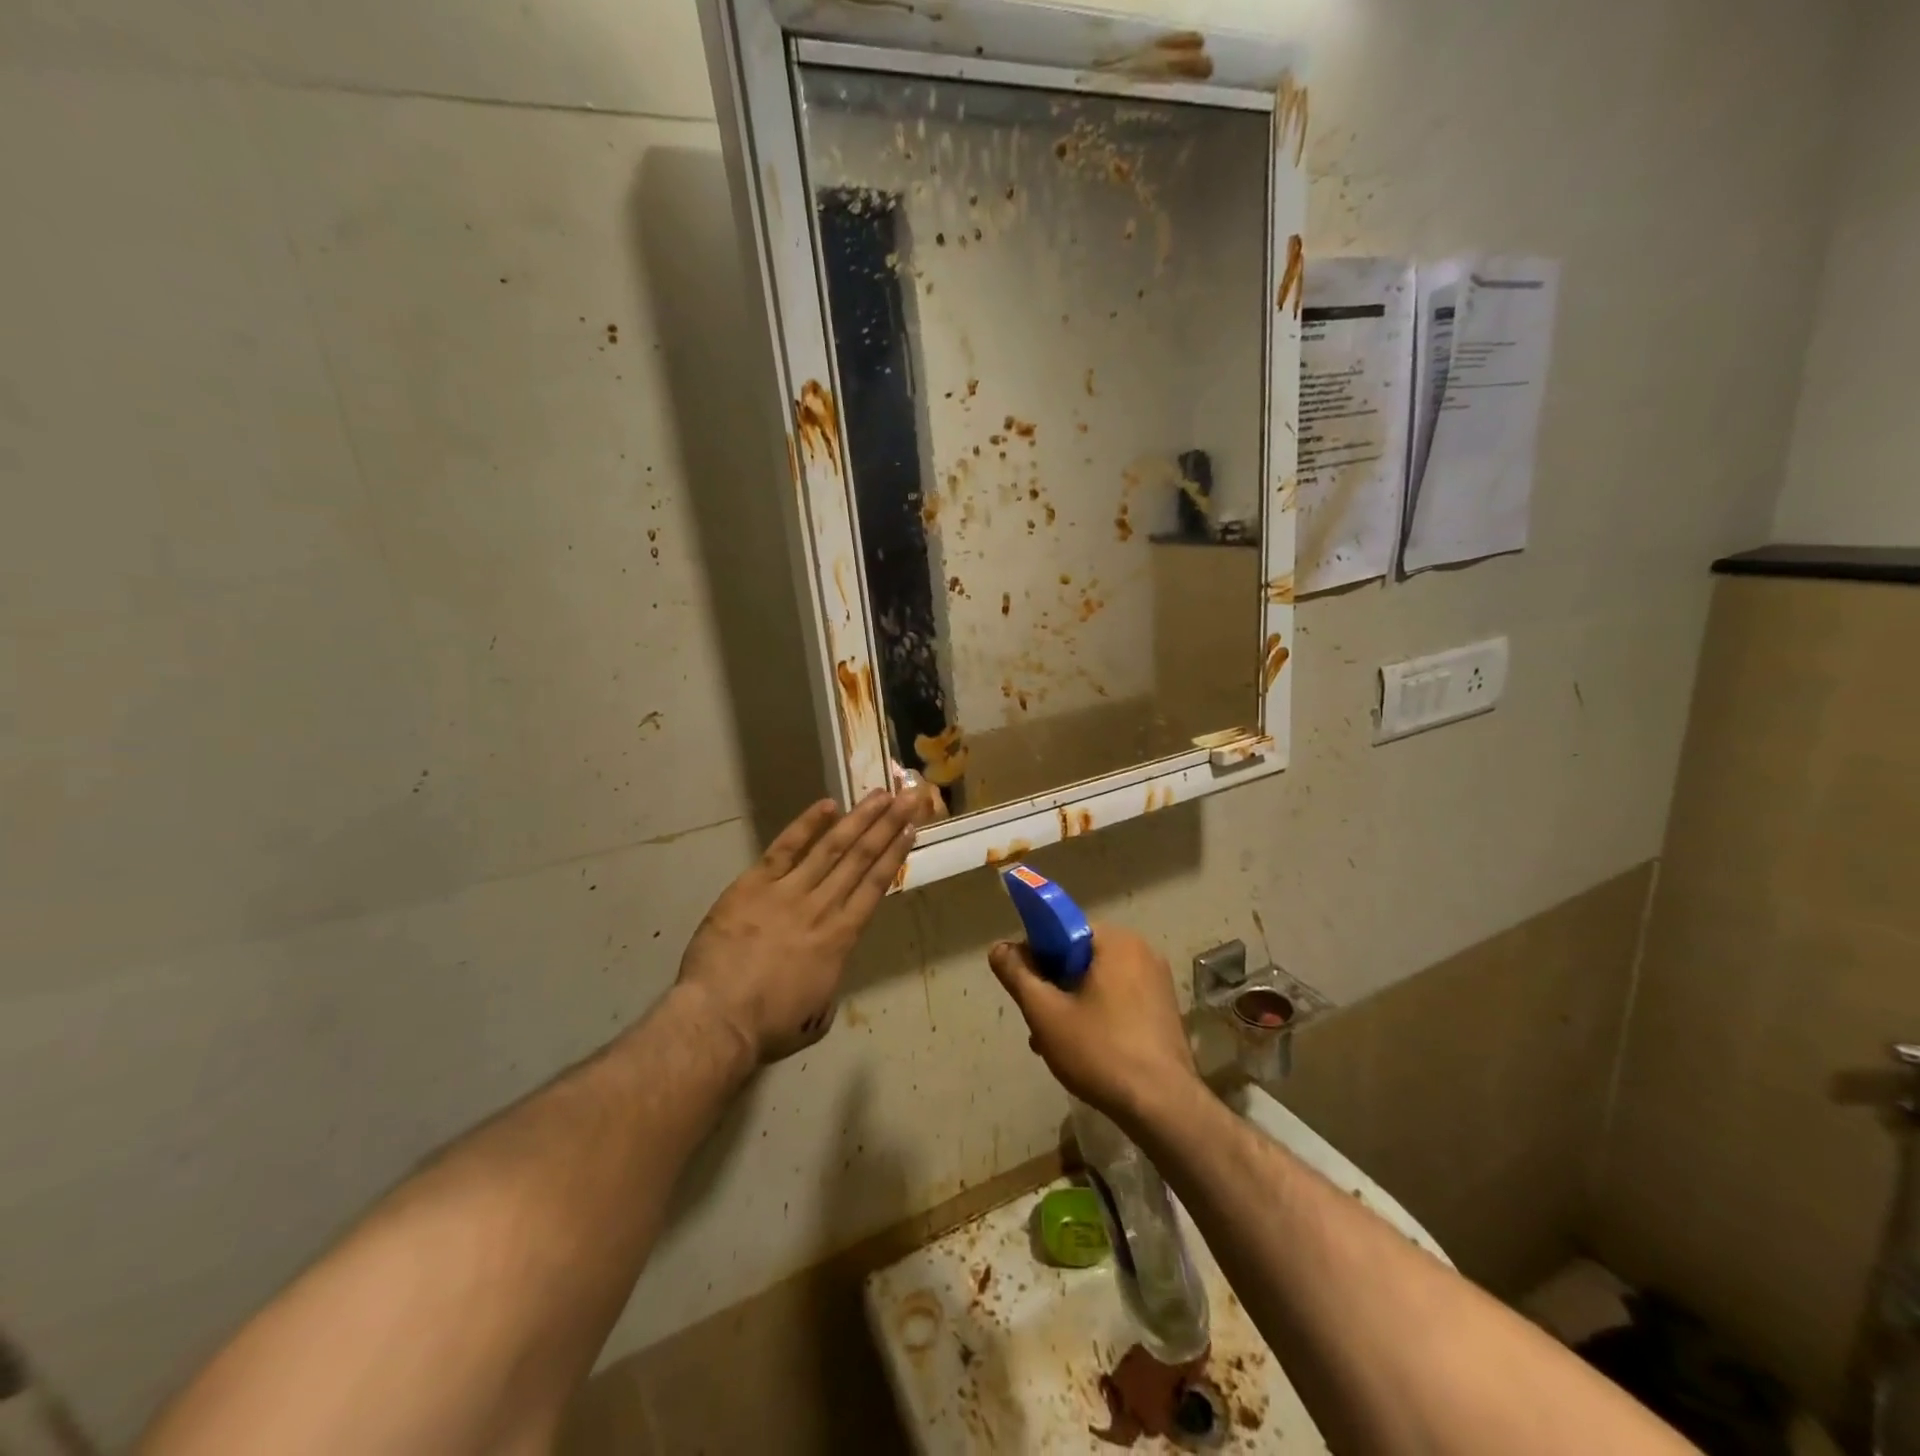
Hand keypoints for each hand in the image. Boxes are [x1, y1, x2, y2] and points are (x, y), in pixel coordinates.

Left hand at [678, 791, 917, 1063]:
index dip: (895, 855)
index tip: (911, 829)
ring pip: (832, 847)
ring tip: (880, 794)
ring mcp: (789, 892)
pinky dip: (806, 825)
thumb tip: (830, 964)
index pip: (876, 886)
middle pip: (862, 858)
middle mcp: (823, 906)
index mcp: (841, 938)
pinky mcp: (754, 885)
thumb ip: (831, 981)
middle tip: (908, 796)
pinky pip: (784, 848)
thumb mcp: (817, 1014)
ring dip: (859, 818)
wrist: (719, 1019)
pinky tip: (827, 805)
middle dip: (888, 824)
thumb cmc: (770, 1026)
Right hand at [987, 924, 1198, 1123]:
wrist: (1163, 1107)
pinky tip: (1084, 1051)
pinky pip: (1120, 1000)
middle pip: (1080, 958)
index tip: (1025, 988)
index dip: (1036, 956)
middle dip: (1054, 987)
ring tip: (1054, 1044)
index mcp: (1116, 941)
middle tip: (1038, 1023)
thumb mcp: (1045, 1013)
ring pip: (1098, 982)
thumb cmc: (1100, 1050)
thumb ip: (1017, 974)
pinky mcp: (1165, 1010)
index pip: (1063, 930)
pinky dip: (1098, 1016)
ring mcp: (1157, 982)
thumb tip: (999, 948)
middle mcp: (1141, 951)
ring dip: (1072, 1005)